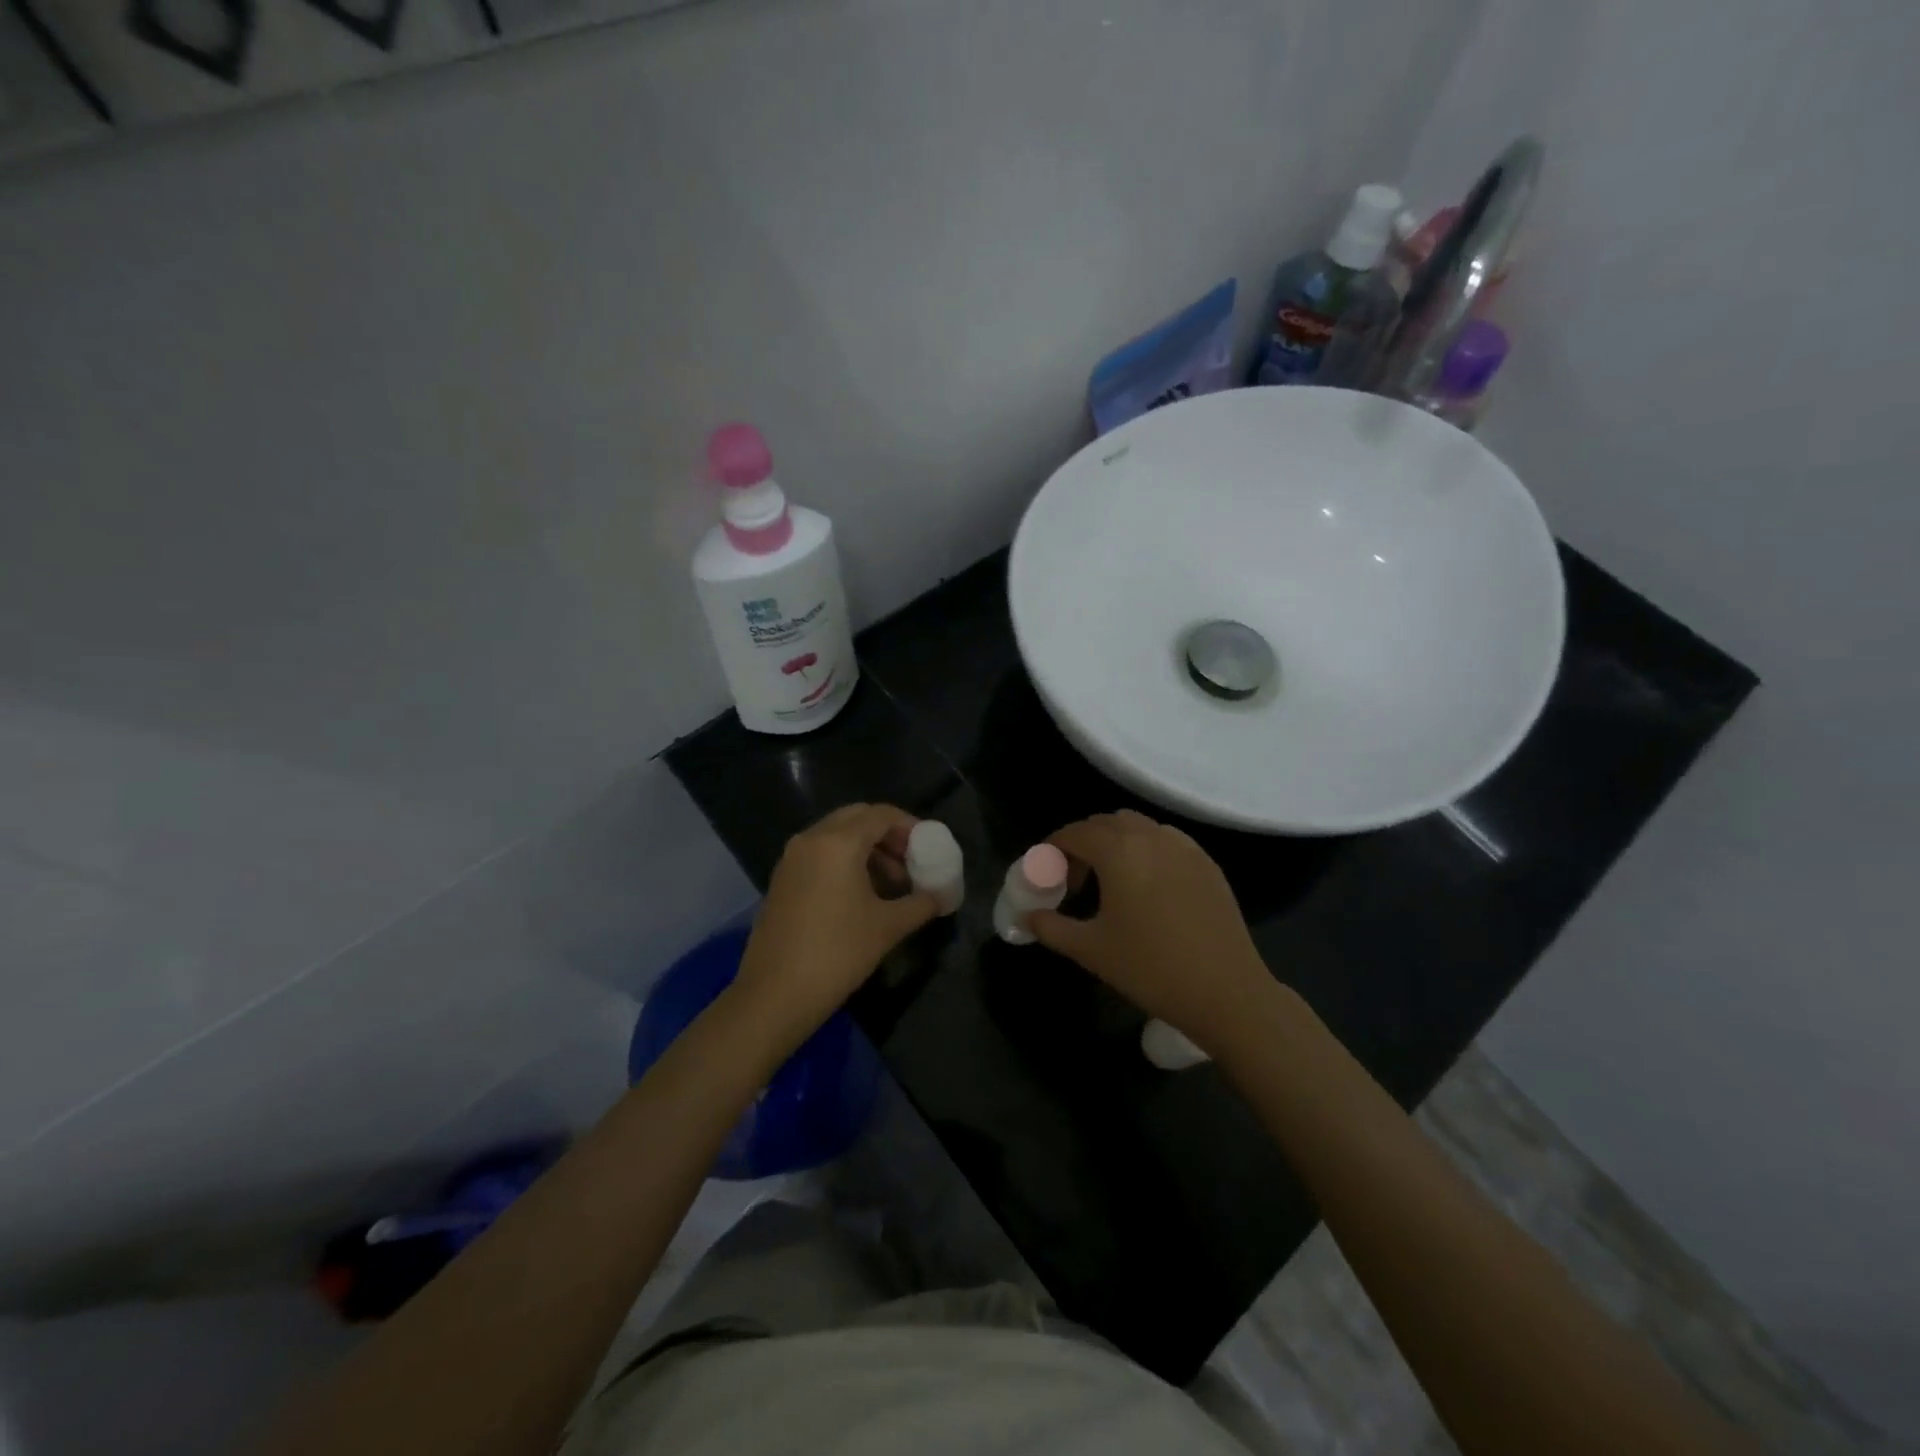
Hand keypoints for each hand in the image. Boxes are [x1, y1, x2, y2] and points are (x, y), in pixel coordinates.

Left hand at [728, 803, 938, 1048]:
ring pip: (836, 835)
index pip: (880, 814)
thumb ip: (921, 903)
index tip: (928, 848)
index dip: (909, 826)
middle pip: (856, 818)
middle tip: (910, 862)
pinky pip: (819, 853)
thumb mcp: (888, 927)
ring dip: (866, 849)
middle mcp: (811, 839)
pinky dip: (843, 861)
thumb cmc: (838, 953)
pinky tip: (860, 895)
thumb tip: (942, 896)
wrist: (775, 994)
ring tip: (890, 884)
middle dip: (887, 835)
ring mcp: (791, 858)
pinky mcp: (781, 879)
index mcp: (838, 842)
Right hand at [1030, 810, 1274, 1052]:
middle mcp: (1150, 837)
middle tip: (1074, 879)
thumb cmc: (1150, 968)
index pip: (1075, 833)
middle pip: (1106, 823)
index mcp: (1118, 852)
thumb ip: (1051, 927)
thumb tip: (1027, 917)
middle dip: (1083, 842)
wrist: (1225, 992)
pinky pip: (1166, 840)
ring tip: (1110, 879)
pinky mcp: (1207, 863)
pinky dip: (1146, 849)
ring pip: (1138, 827)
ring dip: (1115, 841)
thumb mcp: (1090, 950)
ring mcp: (1184, 847)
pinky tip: (1147, 885)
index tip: (1046, 872)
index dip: (1053, 848)